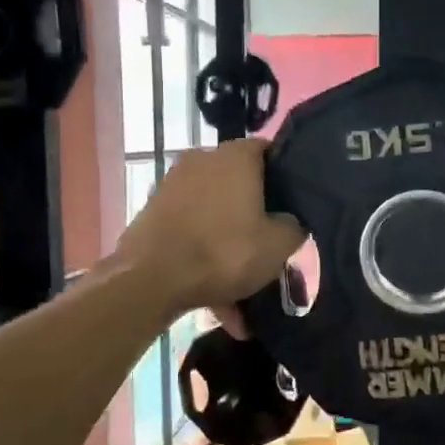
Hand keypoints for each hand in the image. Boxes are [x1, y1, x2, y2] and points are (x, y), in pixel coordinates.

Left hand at [115, 141, 303, 315]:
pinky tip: (216, 293)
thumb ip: (294, 226)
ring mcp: (173, 184)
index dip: (284, 175)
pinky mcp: (153, 210)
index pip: (269, 150)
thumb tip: (290, 220)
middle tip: (268, 243)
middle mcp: (202, 159)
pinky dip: (205, 252)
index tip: (294, 202)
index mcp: (235, 157)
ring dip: (229, 239)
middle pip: (240, 182)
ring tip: (242, 282)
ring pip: (215, 211)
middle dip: (254, 213)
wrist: (150, 280)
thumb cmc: (223, 252)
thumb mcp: (278, 246)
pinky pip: (192, 229)